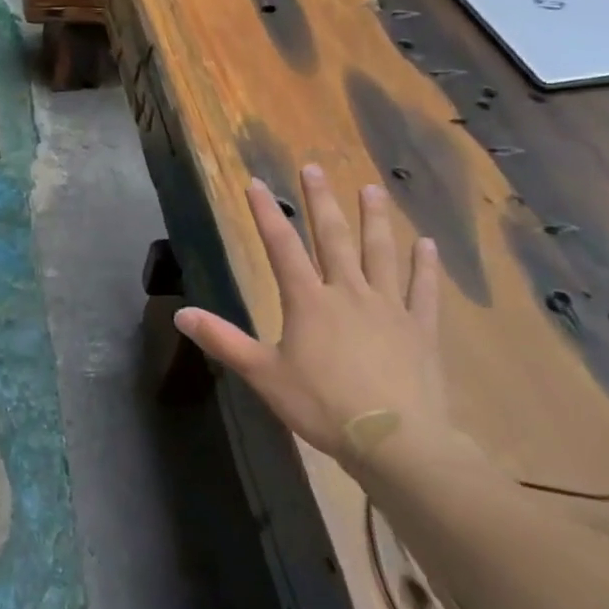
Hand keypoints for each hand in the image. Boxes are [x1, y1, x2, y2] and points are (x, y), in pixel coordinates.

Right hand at [173, 166, 446, 466]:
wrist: (394, 440)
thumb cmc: (321, 405)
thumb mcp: (262, 374)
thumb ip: (224, 340)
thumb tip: (181, 313)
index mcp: (308, 301)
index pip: (281, 246)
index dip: (267, 213)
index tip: (256, 182)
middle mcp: (348, 292)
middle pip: (333, 237)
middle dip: (321, 201)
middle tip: (315, 167)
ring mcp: (389, 307)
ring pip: (381, 253)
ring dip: (374, 219)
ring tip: (371, 188)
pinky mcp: (420, 329)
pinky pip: (423, 290)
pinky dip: (425, 266)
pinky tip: (427, 244)